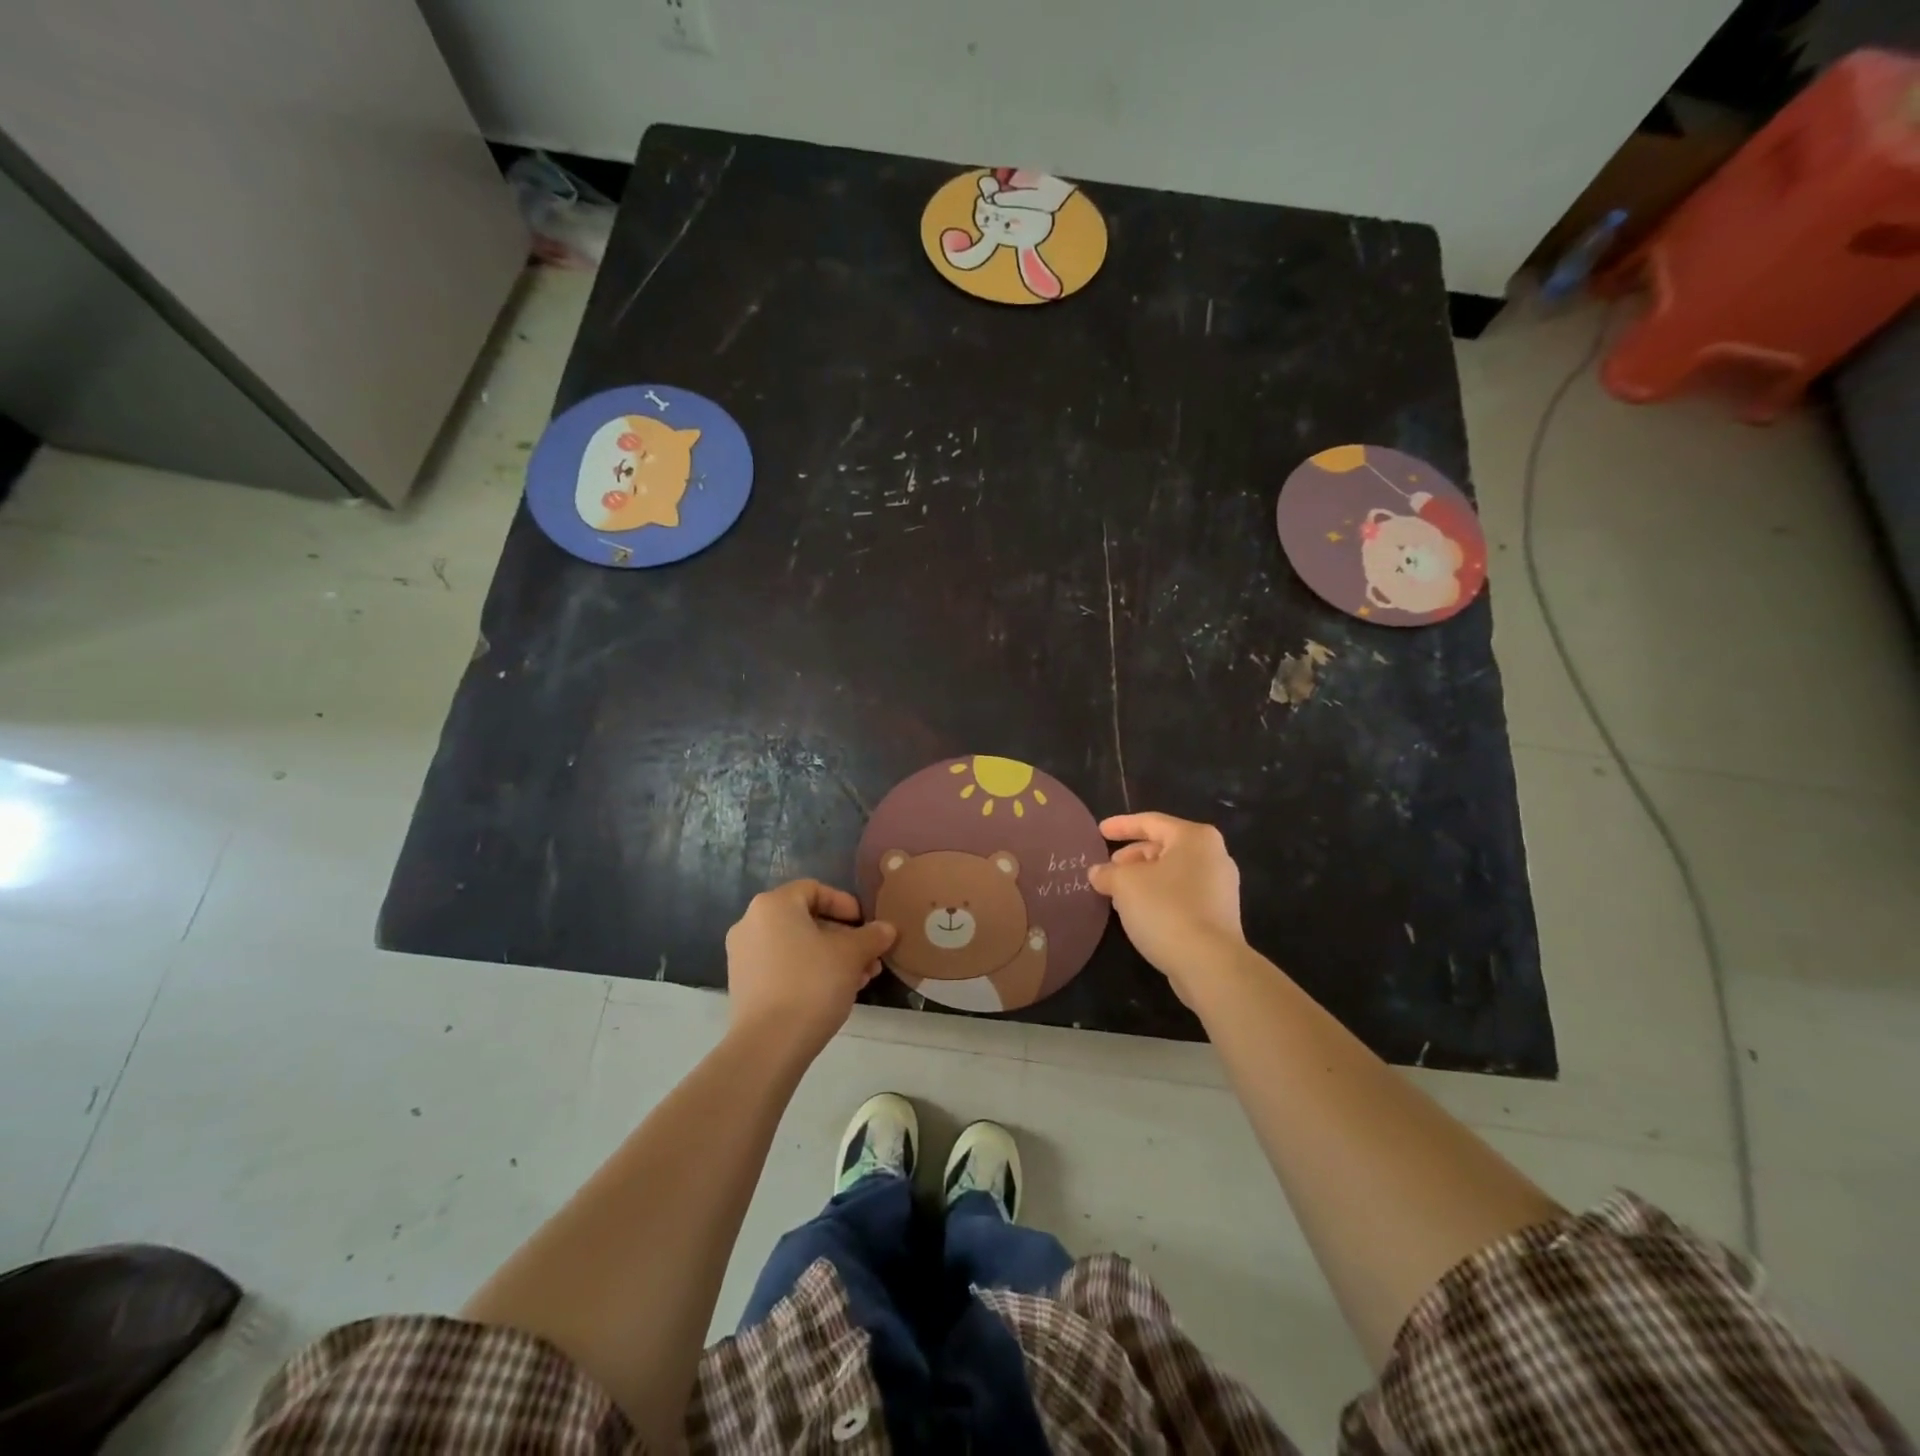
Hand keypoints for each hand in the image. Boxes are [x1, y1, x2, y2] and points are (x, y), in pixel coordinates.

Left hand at [724, 880, 896, 1059]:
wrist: (768, 1045)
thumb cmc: (811, 984)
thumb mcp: (851, 956)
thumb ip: (871, 936)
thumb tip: (887, 929)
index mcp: (773, 905)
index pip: (814, 889)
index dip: (845, 903)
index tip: (865, 924)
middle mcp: (751, 923)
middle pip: (806, 919)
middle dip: (843, 937)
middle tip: (869, 957)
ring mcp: (743, 955)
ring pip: (796, 946)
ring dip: (830, 957)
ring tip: (860, 979)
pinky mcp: (743, 985)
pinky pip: (782, 966)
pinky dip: (809, 972)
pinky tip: (834, 993)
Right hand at [1088, 813, 1245, 1003]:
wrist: (1209, 963)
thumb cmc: (1165, 909)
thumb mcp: (1124, 885)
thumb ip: (1108, 873)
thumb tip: (1098, 873)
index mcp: (1195, 838)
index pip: (1151, 822)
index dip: (1121, 826)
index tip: (1099, 832)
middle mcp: (1214, 856)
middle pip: (1165, 847)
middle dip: (1133, 855)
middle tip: (1110, 867)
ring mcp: (1221, 887)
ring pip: (1173, 872)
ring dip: (1145, 878)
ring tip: (1119, 891)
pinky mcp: (1219, 915)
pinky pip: (1183, 894)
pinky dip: (1159, 896)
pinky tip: (1140, 912)